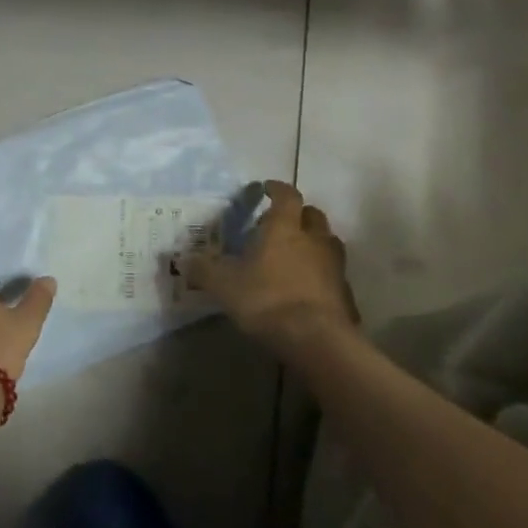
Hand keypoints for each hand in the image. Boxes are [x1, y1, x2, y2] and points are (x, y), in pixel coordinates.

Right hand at [192, 181, 357, 348]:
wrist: (316, 338)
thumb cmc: (267, 299)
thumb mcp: (224, 285)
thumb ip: (204, 270)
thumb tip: (183, 260)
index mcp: (284, 228)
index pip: (286, 196)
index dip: (277, 189)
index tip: (266, 188)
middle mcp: (314, 238)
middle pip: (312, 215)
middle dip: (298, 215)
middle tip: (280, 224)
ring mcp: (334, 264)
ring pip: (326, 241)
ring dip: (313, 242)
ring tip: (294, 254)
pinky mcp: (344, 291)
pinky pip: (333, 271)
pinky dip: (321, 272)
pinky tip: (307, 286)